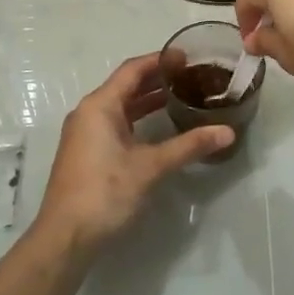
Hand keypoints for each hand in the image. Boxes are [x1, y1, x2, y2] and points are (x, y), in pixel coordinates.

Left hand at [34, 53, 232, 252]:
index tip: (187, 57)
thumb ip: (189, 146)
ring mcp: (86, 134)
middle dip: (157, 79)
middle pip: (126, 86)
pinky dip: (138, 119)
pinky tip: (159, 127)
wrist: (66, 237)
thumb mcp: (150, 167)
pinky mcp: (88, 153)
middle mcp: (89, 113)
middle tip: (191, 76)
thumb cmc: (105, 192)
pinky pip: (116, 123)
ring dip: (148, 100)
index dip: (160, 60)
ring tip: (181, 96)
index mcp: (99, 106)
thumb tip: (227, 132)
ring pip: (121, 106)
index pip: (132, 70)